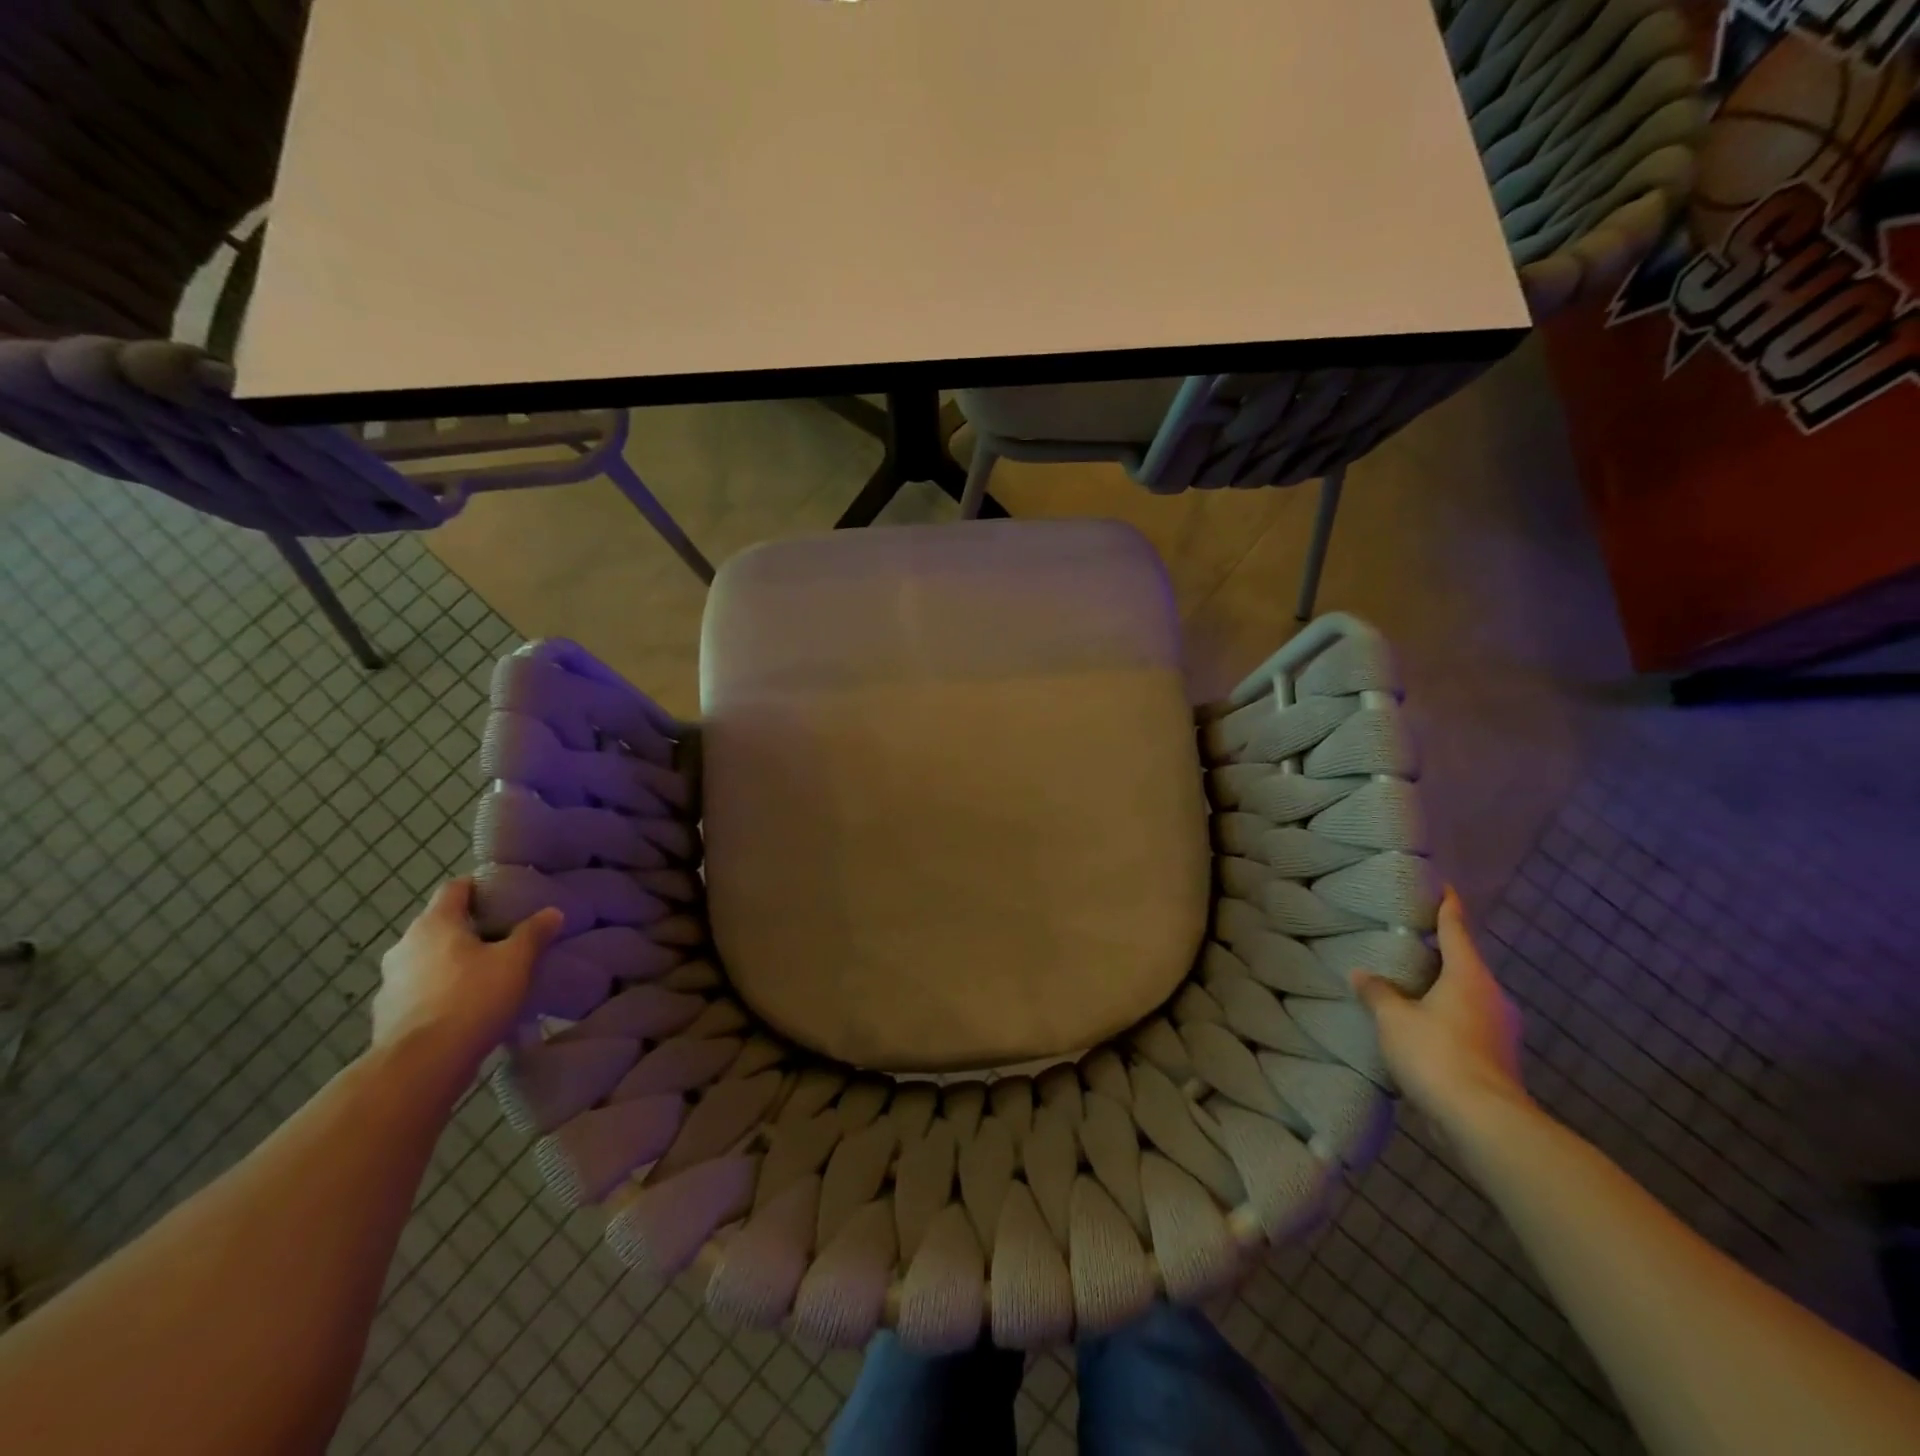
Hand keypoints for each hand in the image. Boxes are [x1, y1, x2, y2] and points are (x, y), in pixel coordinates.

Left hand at [373, 878, 562, 1075]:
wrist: (421, 1065)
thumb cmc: (471, 998)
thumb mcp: (516, 961)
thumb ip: (534, 933)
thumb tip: (552, 912)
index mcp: (434, 924)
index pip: (455, 888)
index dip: (480, 886)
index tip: (504, 894)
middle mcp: (404, 946)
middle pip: (441, 925)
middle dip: (470, 929)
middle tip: (504, 938)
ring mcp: (390, 982)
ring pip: (429, 960)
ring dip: (454, 963)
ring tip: (487, 976)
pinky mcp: (387, 1015)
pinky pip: (421, 992)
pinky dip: (441, 993)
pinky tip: (466, 1009)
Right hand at [1352, 887, 1526, 1127]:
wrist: (1483, 1121)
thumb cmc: (1437, 1053)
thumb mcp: (1393, 1018)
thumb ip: (1377, 992)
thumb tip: (1362, 974)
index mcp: (1468, 975)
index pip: (1456, 928)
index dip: (1447, 906)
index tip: (1443, 887)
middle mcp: (1491, 996)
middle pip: (1464, 963)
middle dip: (1441, 952)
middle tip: (1411, 939)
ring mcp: (1500, 1030)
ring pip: (1467, 995)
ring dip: (1442, 988)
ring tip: (1410, 984)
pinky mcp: (1497, 1058)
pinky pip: (1467, 1023)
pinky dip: (1446, 1016)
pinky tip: (1422, 1025)